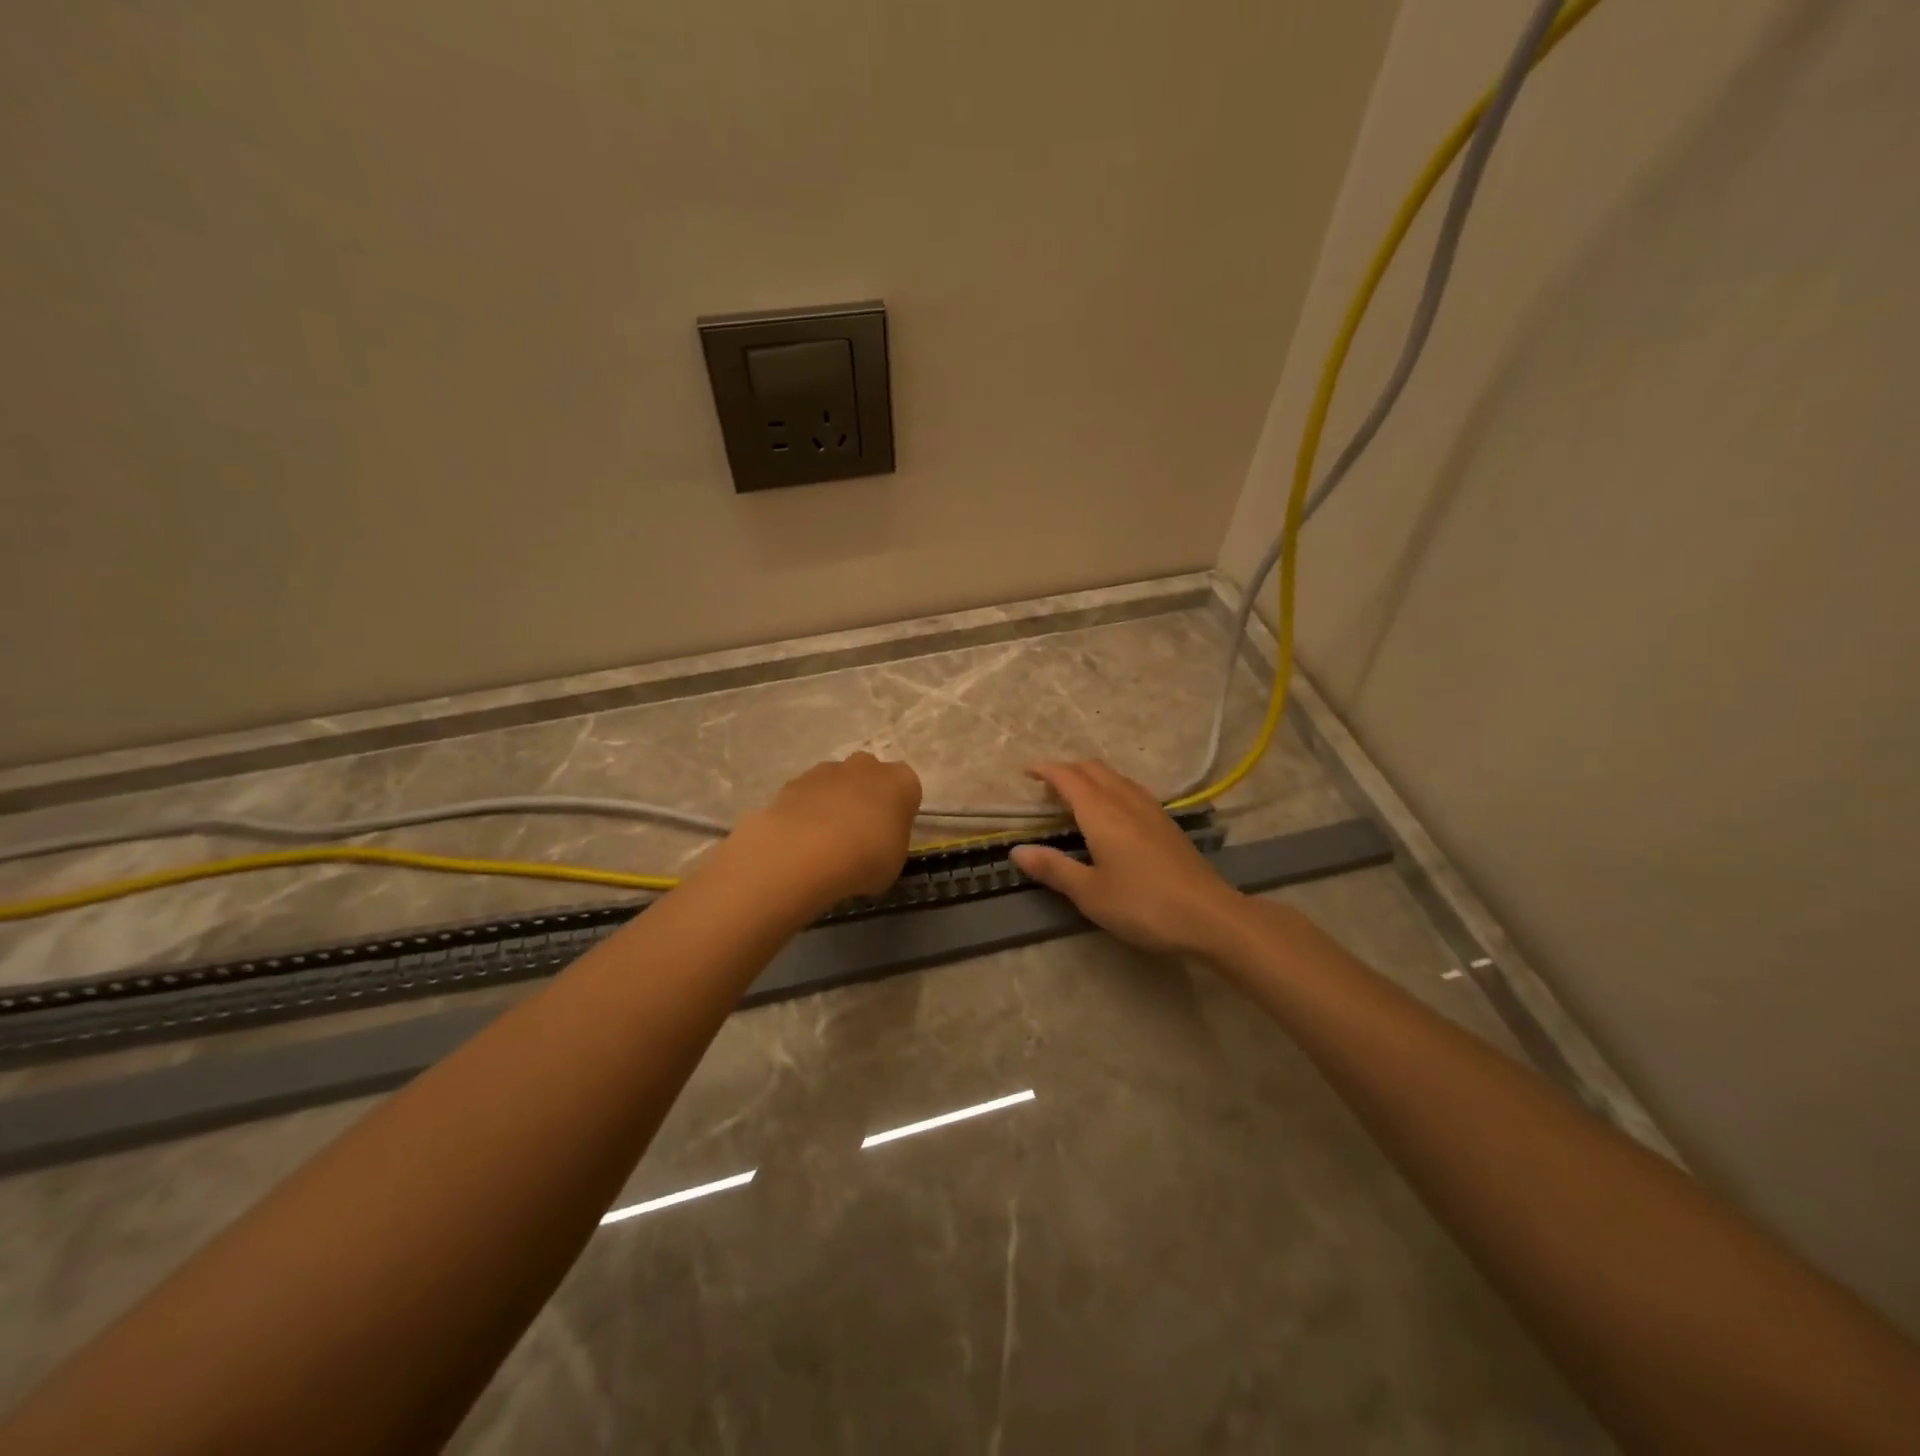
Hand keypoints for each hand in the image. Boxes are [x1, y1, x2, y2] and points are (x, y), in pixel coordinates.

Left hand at [732, 752, 922, 903]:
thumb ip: (890, 842)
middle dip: (867, 799)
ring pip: (838, 783)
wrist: (806, 852)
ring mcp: (828, 769)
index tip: (891, 835)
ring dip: (835, 803)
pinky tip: (802, 839)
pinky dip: (808, 811)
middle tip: (860, 834)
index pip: (908, 789)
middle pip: (871, 778)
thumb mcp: (894, 860)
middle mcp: (867, 766)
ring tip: (826, 841)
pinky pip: (809, 795)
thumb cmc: (866, 857)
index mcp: (901, 781)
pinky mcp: (796, 781)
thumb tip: (877, 841)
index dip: (899, 812)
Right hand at [1009, 761, 1241, 955]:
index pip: (1068, 777)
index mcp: (1101, 812)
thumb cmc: (1142, 904)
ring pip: (1115, 777)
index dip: (1045, 770)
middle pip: (1093, 769)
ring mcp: (1151, 809)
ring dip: (1091, 778)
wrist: (1209, 916)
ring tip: (1076, 798)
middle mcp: (1125, 801)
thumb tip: (1017, 851)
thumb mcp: (1089, 893)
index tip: (1026, 773)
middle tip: (1047, 789)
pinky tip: (1112, 814)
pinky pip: (1131, 790)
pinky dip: (1110, 789)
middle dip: (1067, 771)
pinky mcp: (1167, 823)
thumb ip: (1053, 868)